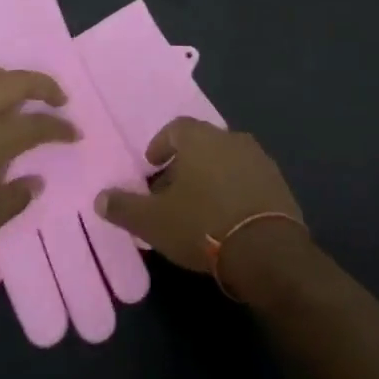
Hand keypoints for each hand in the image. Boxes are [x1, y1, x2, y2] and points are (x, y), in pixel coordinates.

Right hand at [95, 118, 306, 291]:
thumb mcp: (153, 221)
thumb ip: (124, 207)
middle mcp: (231, 138)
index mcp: (200, 138)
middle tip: (172, 192)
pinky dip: (235, 190)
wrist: (266, 250)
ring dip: (212, 177)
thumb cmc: (202, 225)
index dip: (161, 146)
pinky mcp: (279, 183)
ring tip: (199, 207)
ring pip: (227, 160)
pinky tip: (227, 218)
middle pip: (202, 144)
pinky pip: (249, 179)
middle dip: (185, 164)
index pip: (175, 128)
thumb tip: (99, 198)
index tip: (152, 167)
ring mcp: (259, 159)